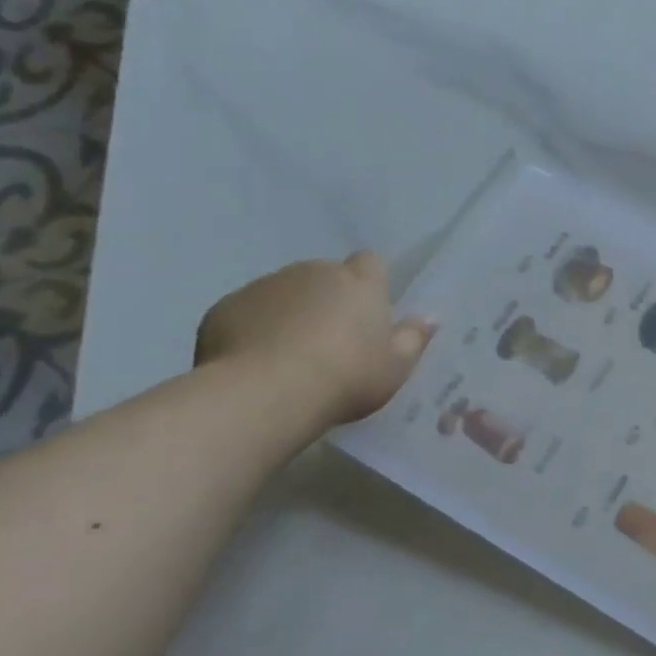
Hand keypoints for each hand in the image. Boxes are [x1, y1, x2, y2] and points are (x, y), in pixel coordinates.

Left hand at [195, 252, 435, 428]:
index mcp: (358, 283)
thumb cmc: (346, 377)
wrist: (266, 393)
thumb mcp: (396, 367)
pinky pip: (248, 312)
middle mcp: (312, 272)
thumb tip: (429, 317)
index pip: (371, 262)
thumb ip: (414, 338)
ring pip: (285, 292)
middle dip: (329, 299)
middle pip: (325, 276)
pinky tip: (258, 362)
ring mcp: (265, 286)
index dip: (371, 281)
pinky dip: (256, 328)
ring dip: (291, 312)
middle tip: (333, 341)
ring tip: (291, 356)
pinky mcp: (226, 306)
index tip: (370, 310)